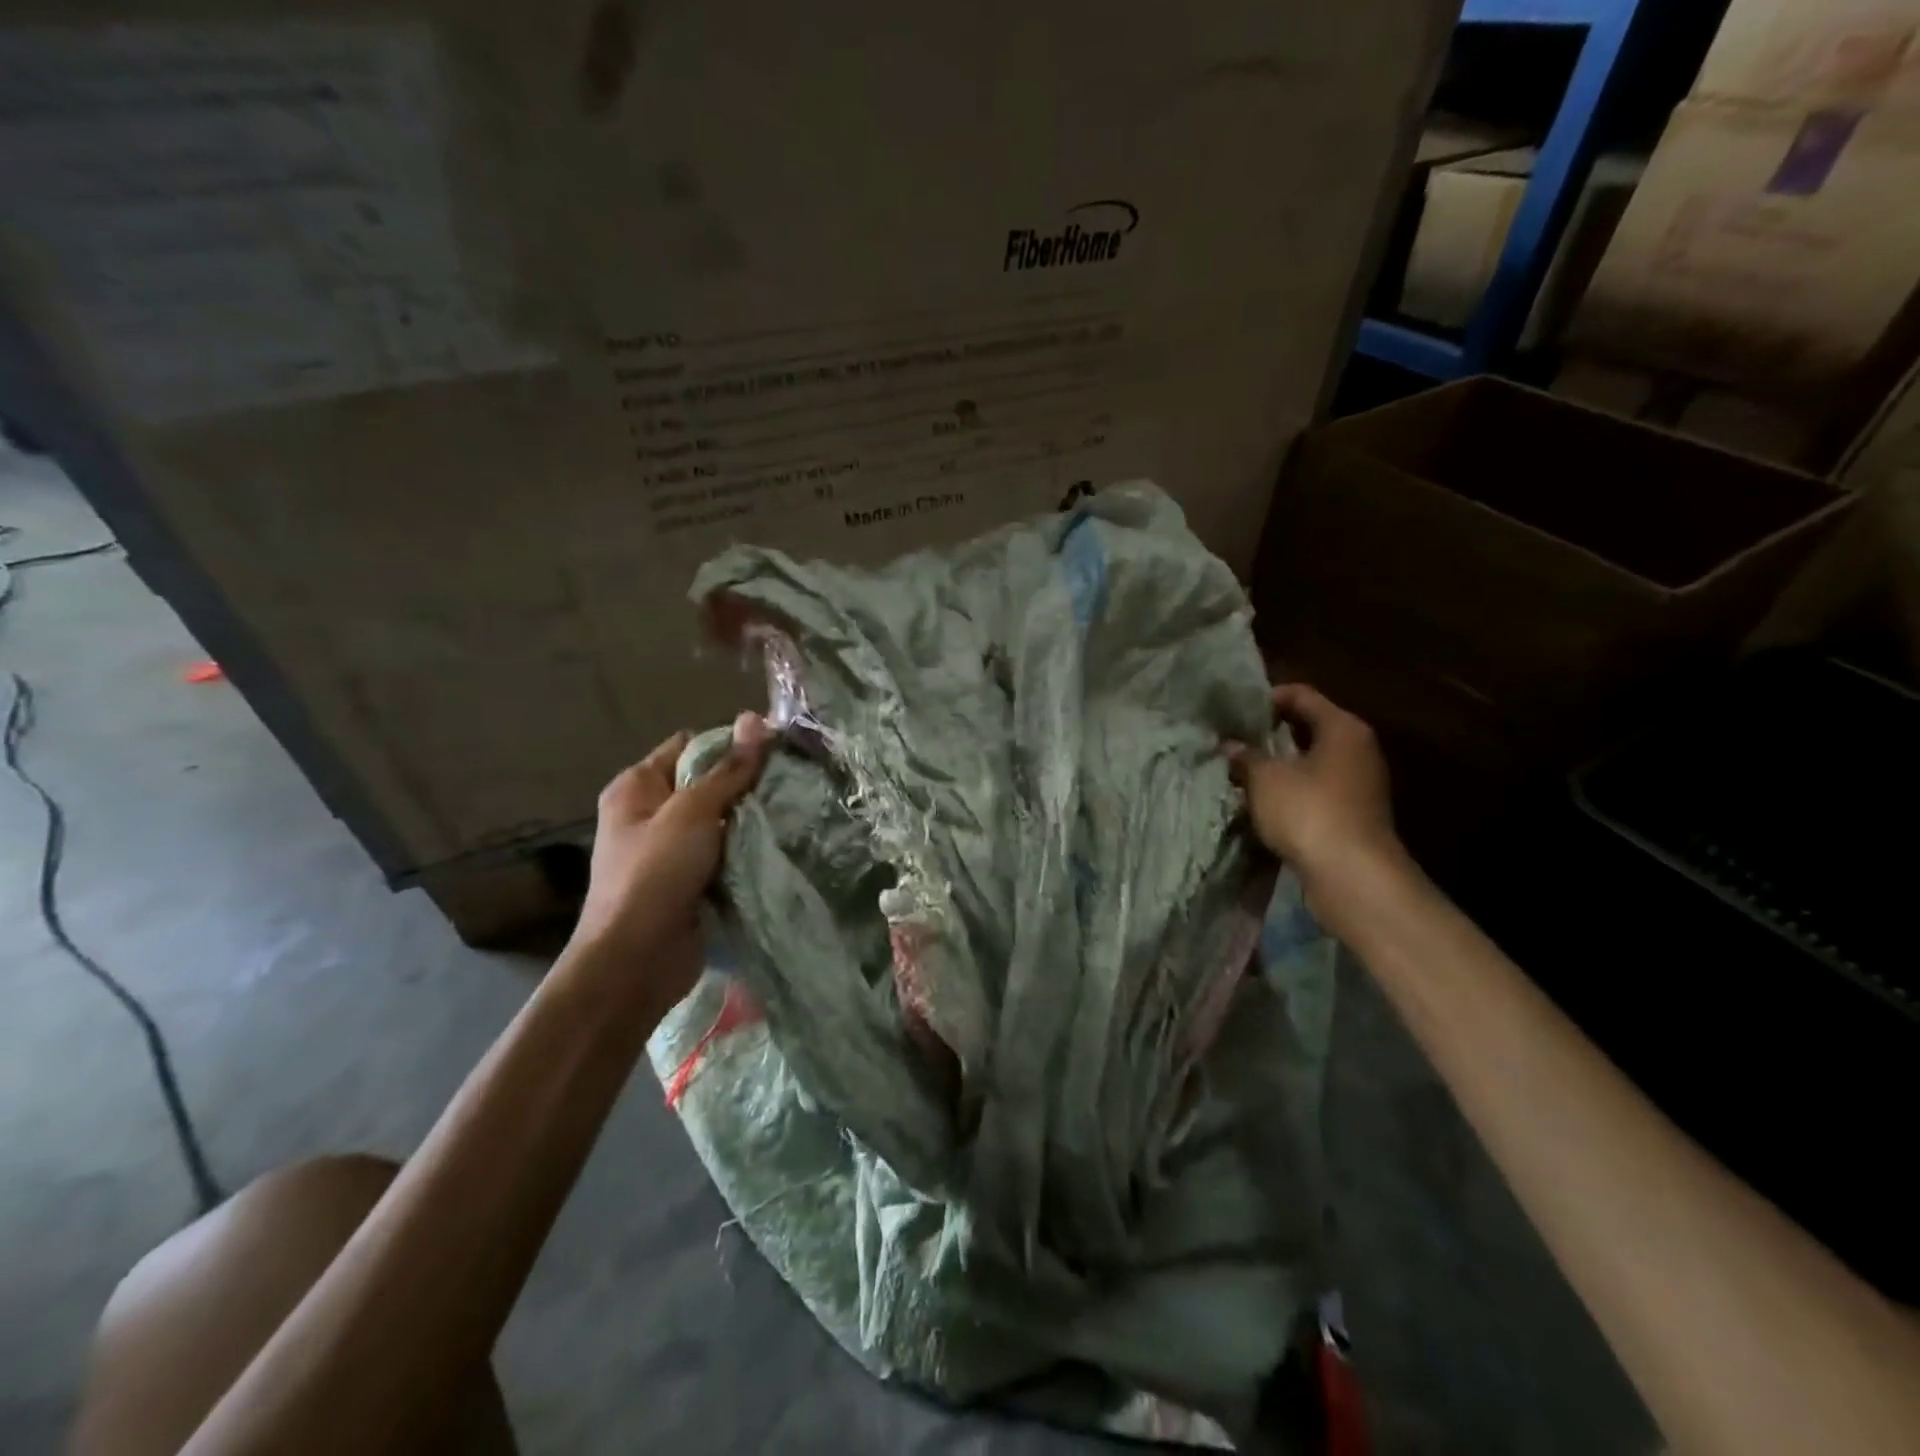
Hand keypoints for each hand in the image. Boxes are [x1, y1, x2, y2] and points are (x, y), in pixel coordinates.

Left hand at [569, 712, 770, 1005]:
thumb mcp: (693, 812)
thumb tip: (756, 718)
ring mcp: (670, 850)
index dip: (730, 743)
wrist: (635, 962)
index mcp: (638, 787)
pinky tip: (781, 843)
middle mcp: (651, 813)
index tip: (775, 750)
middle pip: (707, 783)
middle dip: (747, 783)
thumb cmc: (655, 875)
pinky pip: (725, 853)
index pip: (690, 746)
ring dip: (751, 819)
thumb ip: (728, 769)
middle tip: (792, 780)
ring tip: (794, 808)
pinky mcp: (690, 881)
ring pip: (721, 820)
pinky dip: (747, 849)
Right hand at [1227, 684, 1402, 920]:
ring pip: (1312, 761)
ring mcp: (1360, 783)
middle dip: (1271, 733)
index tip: (1236, 709)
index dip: (1268, 697)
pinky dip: (1292, 790)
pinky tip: (1263, 801)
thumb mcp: (1265, 779)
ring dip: (1280, 765)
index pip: (1302, 695)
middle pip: (1310, 727)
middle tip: (1235, 739)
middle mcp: (1358, 749)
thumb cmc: (1309, 812)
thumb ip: (1246, 756)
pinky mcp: (1354, 813)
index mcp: (1342, 728)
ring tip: (1243, 770)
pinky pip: (1316, 789)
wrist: (1352, 875)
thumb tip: (1231, 745)